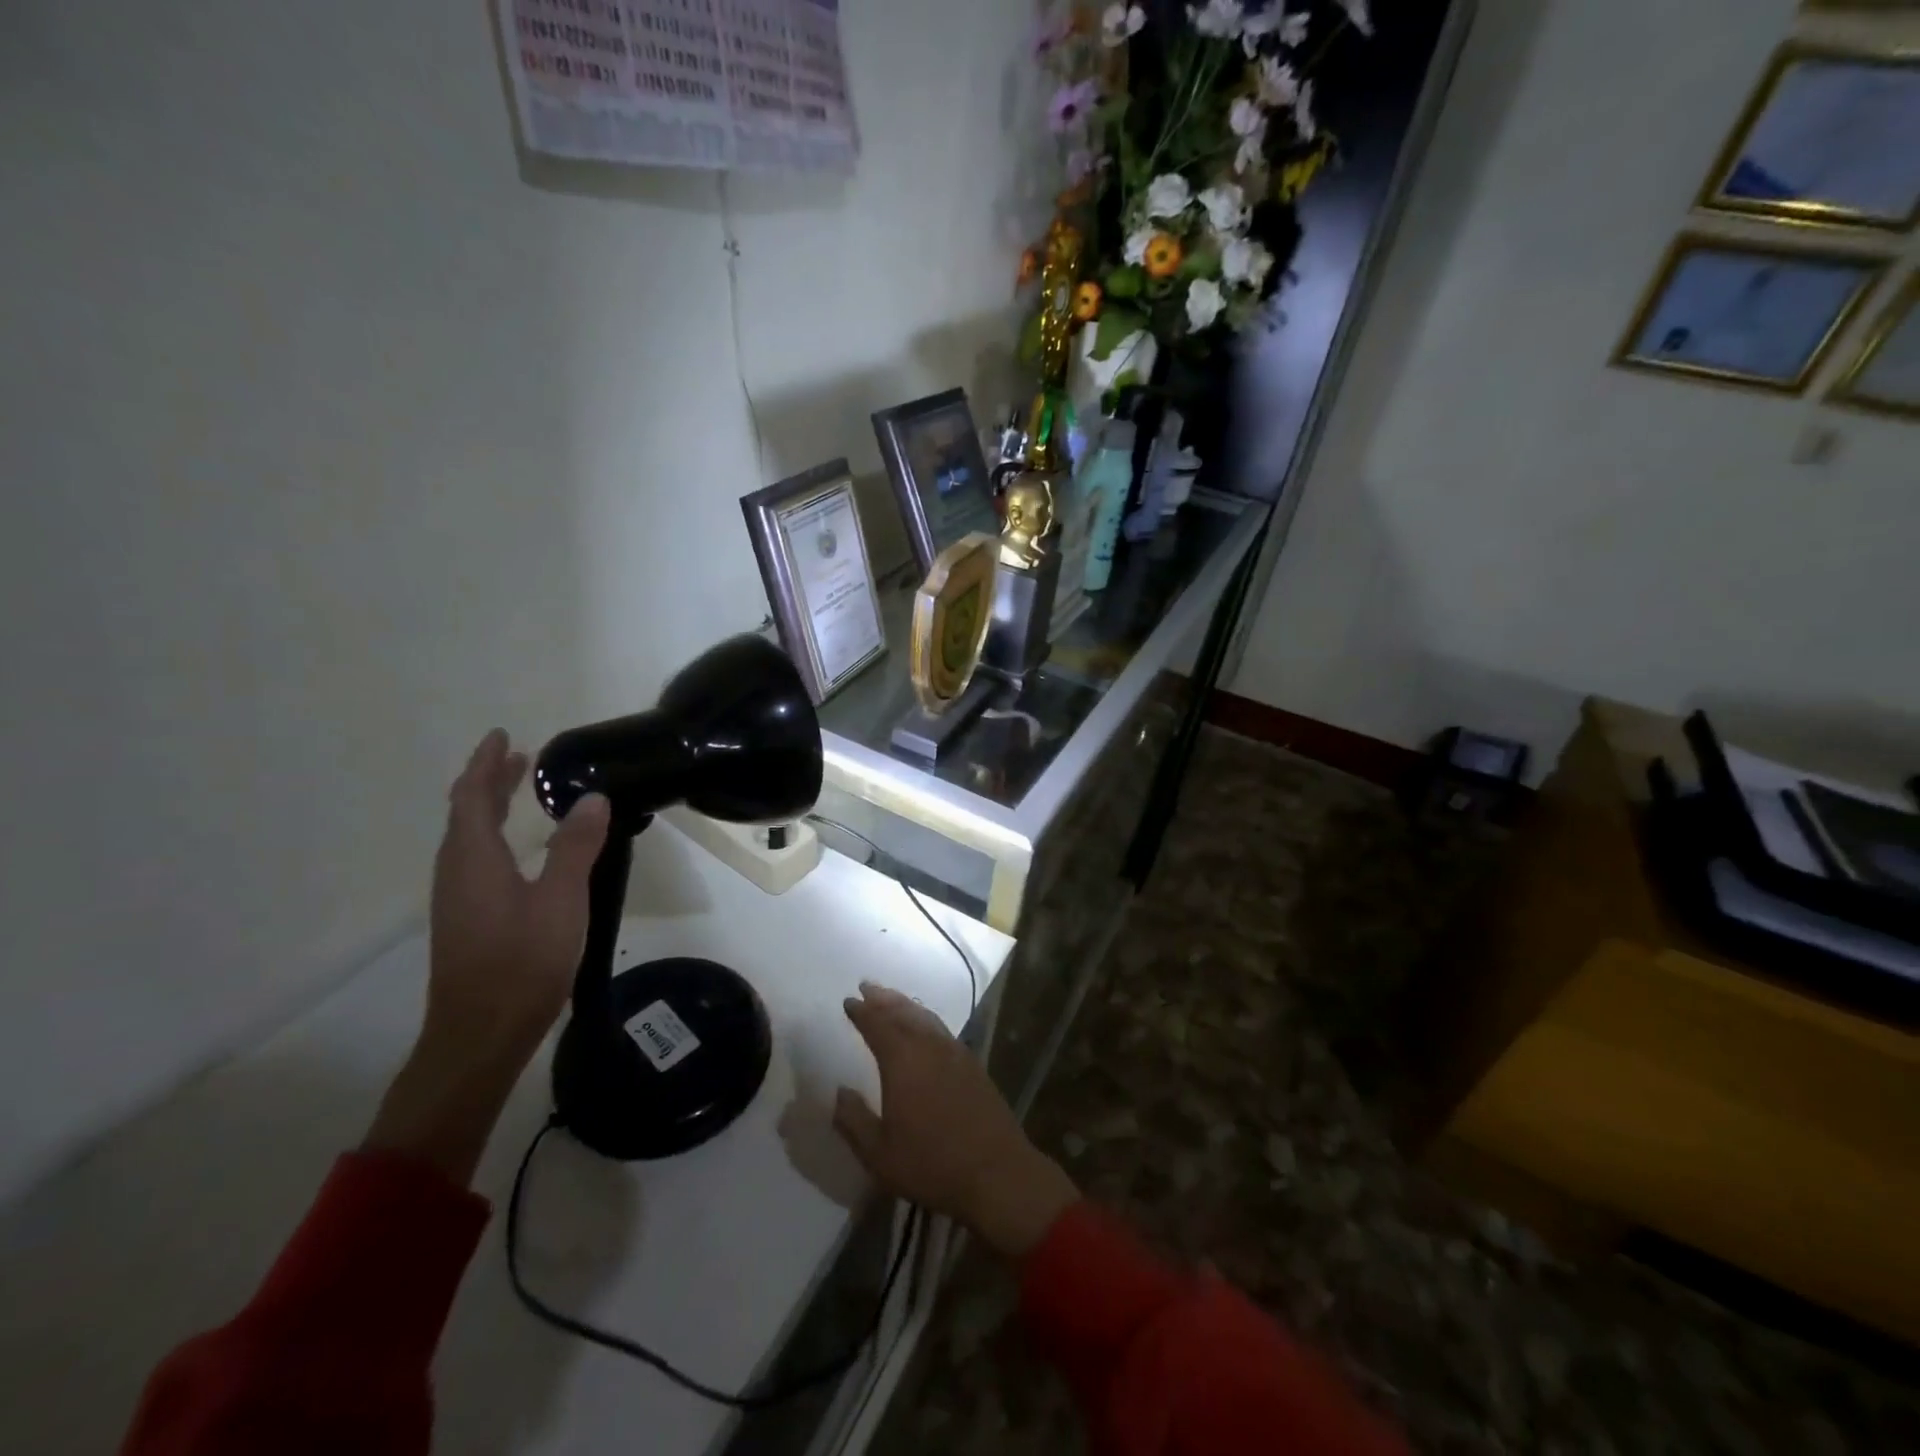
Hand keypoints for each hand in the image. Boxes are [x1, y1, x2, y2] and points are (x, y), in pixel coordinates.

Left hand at [365, 730, 609, 1183]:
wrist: (481, 1035)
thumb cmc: (522, 962)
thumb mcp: (561, 899)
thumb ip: (576, 846)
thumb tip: (591, 797)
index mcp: (473, 859)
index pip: (473, 796)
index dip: (486, 764)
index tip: (504, 735)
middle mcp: (456, 872)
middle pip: (465, 814)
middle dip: (489, 782)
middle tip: (520, 758)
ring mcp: (458, 898)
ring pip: (468, 838)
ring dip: (490, 808)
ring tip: (521, 793)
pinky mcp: (467, 919)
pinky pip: (476, 859)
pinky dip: (495, 836)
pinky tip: (520, 850)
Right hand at [833, 983, 1078, 1259]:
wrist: (996, 1172)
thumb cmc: (931, 1164)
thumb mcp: (879, 1154)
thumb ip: (854, 1120)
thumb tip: (839, 1092)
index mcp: (903, 1061)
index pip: (878, 1025)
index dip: (862, 1012)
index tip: (849, 1001)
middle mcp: (930, 1046)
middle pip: (903, 1012)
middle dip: (883, 999)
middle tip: (868, 986)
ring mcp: (955, 1053)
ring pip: (925, 1017)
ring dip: (905, 1005)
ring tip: (892, 999)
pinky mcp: (972, 1065)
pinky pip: (941, 1029)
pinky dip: (926, 1020)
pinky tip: (924, 1028)